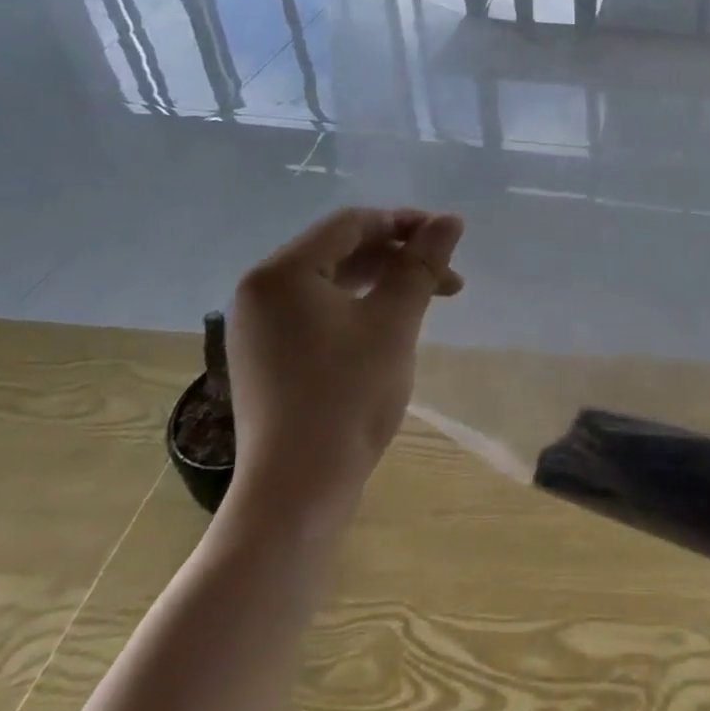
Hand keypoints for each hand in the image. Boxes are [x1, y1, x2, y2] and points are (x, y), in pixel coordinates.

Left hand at [226, 207, 463, 529]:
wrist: (298, 490)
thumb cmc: (348, 396)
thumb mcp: (394, 321)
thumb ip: (422, 264)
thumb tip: (451, 220)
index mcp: (282, 273)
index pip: (351, 224)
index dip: (405, 223)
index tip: (449, 238)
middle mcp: (261, 290)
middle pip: (340, 249)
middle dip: (398, 255)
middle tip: (446, 276)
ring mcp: (259, 326)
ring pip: (331, 281)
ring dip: (383, 281)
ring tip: (429, 297)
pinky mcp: (267, 355)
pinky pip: (317, 310)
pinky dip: (359, 306)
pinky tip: (390, 322)